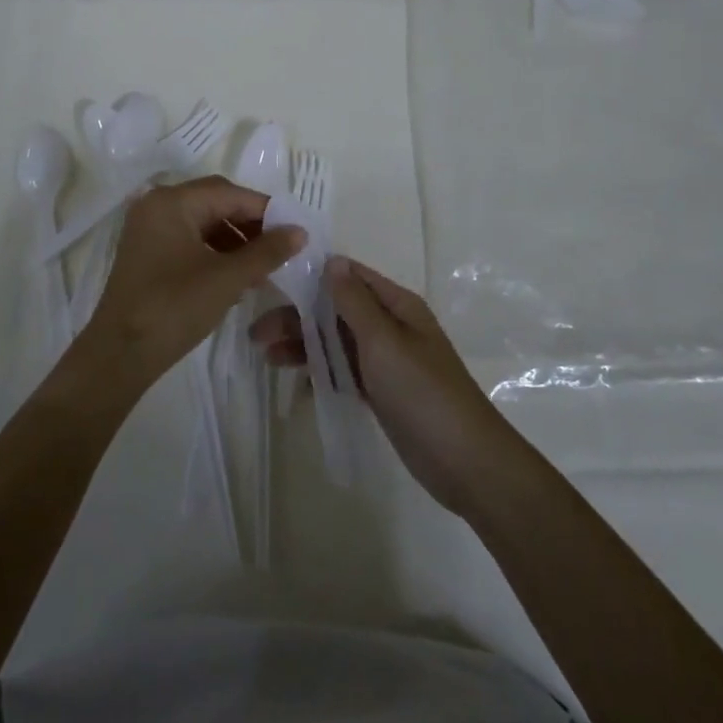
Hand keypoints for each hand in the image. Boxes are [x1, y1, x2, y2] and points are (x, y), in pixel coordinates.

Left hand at [81, 177, 305, 393]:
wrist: (120, 354)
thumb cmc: (175, 307)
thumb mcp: (227, 278)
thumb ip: (267, 251)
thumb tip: (300, 231)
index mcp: (172, 202)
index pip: (229, 193)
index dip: (265, 210)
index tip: (294, 231)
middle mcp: (157, 205)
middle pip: (215, 202)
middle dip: (250, 224)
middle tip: (280, 248)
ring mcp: (148, 228)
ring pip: (203, 221)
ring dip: (234, 239)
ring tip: (262, 266)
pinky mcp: (146, 251)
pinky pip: (188, 238)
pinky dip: (214, 251)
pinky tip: (235, 275)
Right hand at [252, 257, 522, 517]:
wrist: (464, 462)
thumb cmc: (423, 392)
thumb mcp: (384, 341)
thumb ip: (354, 301)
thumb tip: (332, 261)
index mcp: (397, 305)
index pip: (350, 276)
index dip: (313, 275)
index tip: (273, 280)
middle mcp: (390, 326)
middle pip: (337, 310)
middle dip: (299, 316)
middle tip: (258, 333)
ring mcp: (386, 361)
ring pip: (336, 341)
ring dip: (304, 344)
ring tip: (267, 356)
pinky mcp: (381, 391)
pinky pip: (344, 371)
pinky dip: (320, 371)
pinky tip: (295, 380)